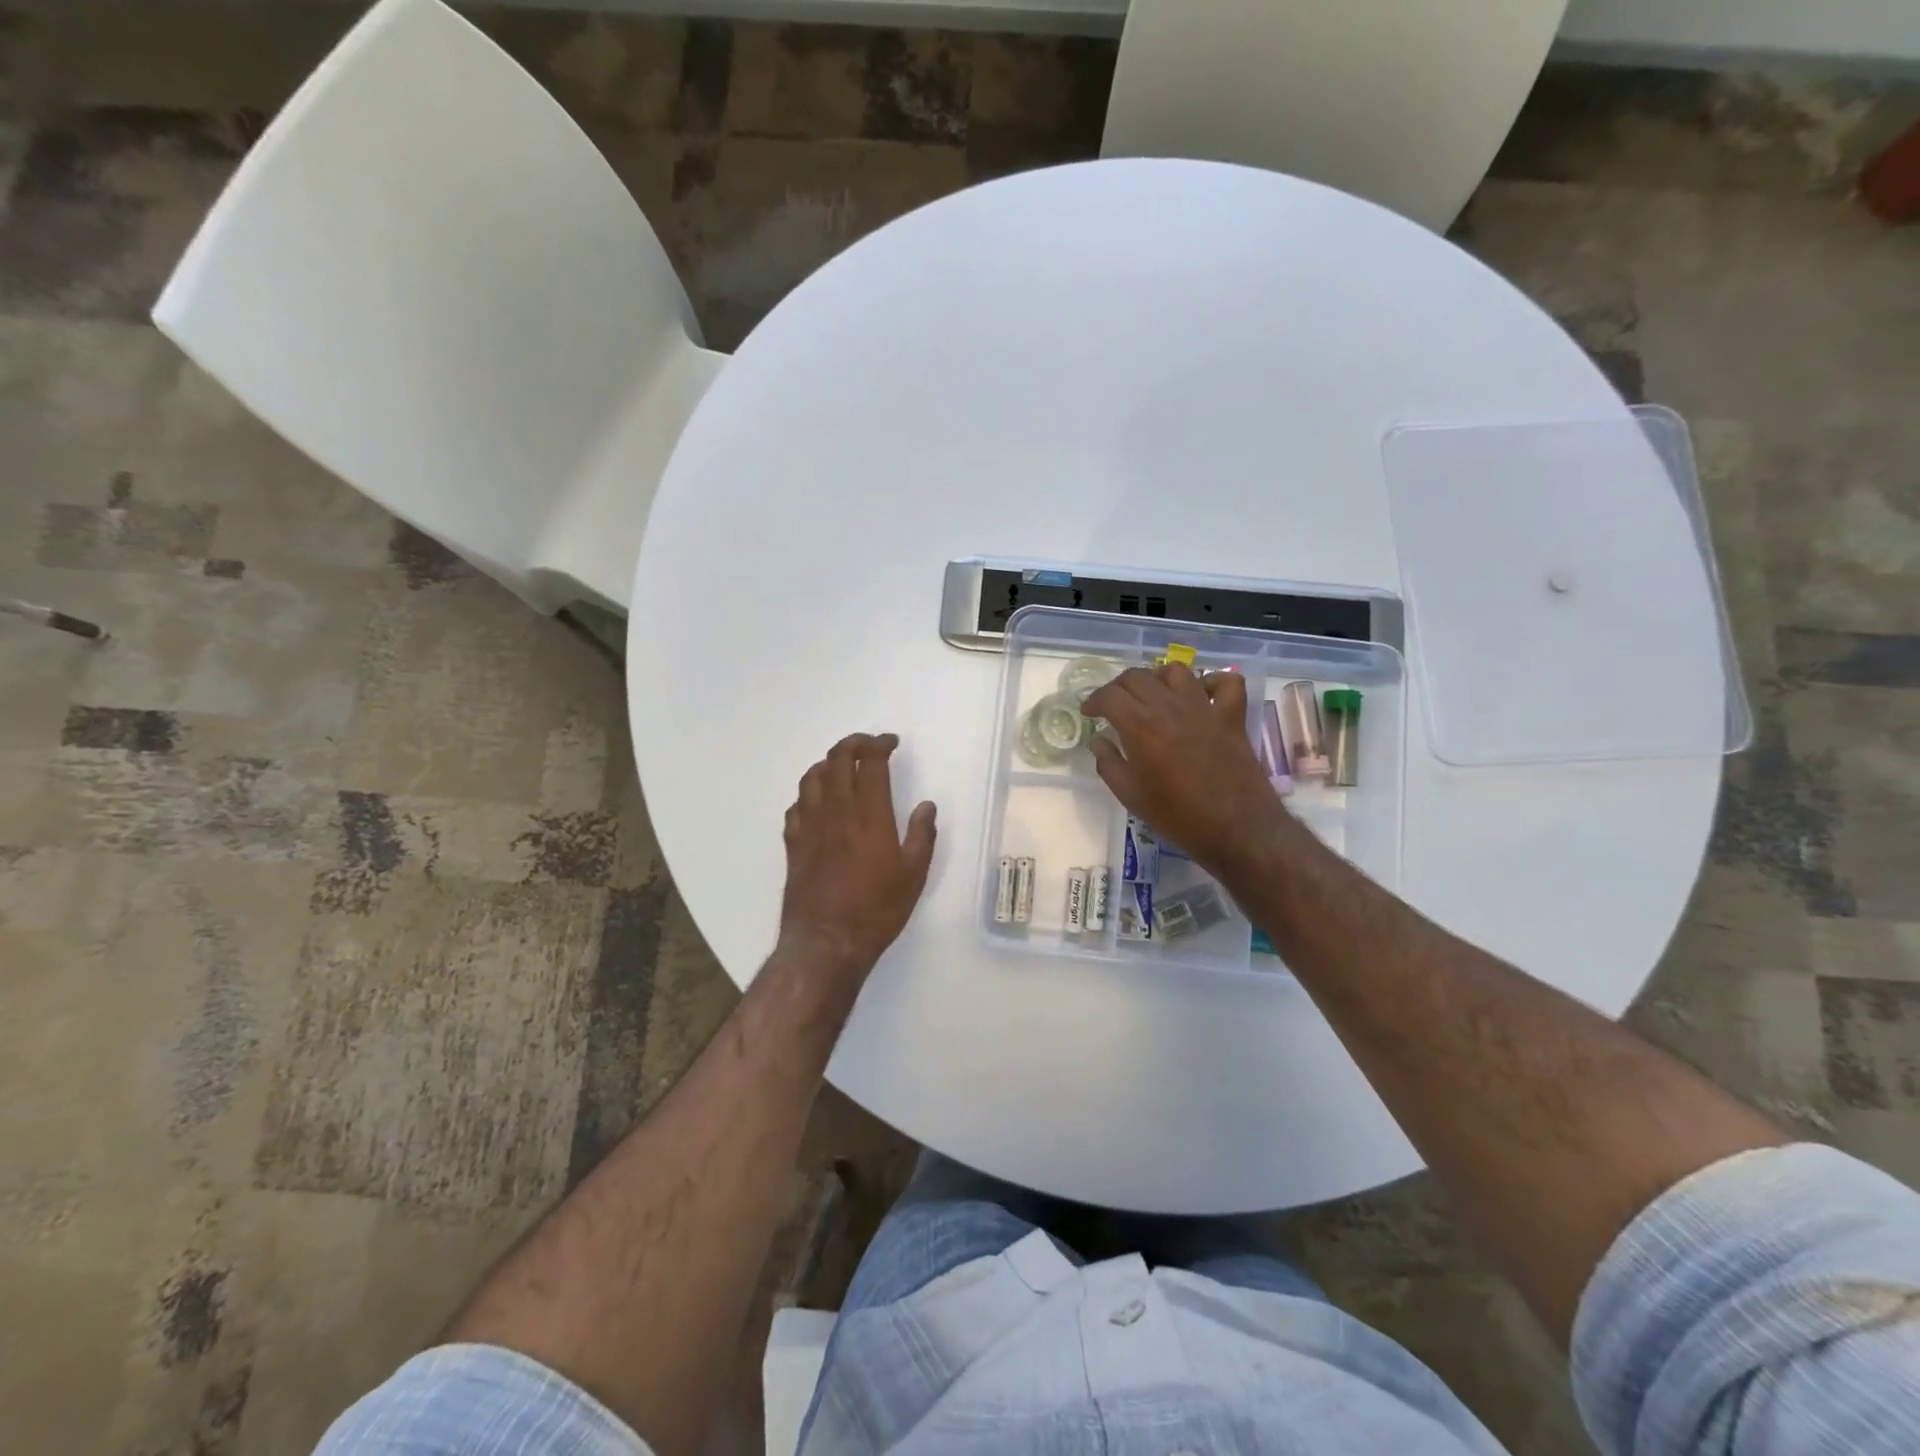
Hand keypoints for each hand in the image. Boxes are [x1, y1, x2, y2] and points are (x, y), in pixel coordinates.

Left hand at [779, 733, 936, 978]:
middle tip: (869, 746)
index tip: (891, 743)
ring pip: (811, 778)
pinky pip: (796, 805)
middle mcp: (836, 811)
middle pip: (837, 760)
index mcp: (869, 815)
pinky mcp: (793, 844)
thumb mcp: (913, 876)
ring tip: (842, 767)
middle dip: (853, 744)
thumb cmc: (877, 910)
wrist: (826, 942)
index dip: (880, 744)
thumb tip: (926, 806)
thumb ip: (921, 836)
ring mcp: (810, 826)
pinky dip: (808, 794)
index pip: (870, 762)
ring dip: (828, 764)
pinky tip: (817, 803)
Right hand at [1081, 665, 1282, 868]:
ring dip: (1157, 677)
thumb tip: (1099, 741)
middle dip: (1119, 686)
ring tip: (1152, 694)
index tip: (1089, 713)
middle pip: (1138, 676)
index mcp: (1140, 725)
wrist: (1235, 828)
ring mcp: (1204, 707)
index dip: (1094, 700)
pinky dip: (1212, 682)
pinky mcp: (1231, 716)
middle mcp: (1169, 706)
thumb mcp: (1130, 796)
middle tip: (1114, 704)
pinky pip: (1226, 683)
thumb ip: (1108, 763)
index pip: (1110, 695)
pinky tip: (1201, 696)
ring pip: (1176, 671)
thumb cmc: (1176, 815)